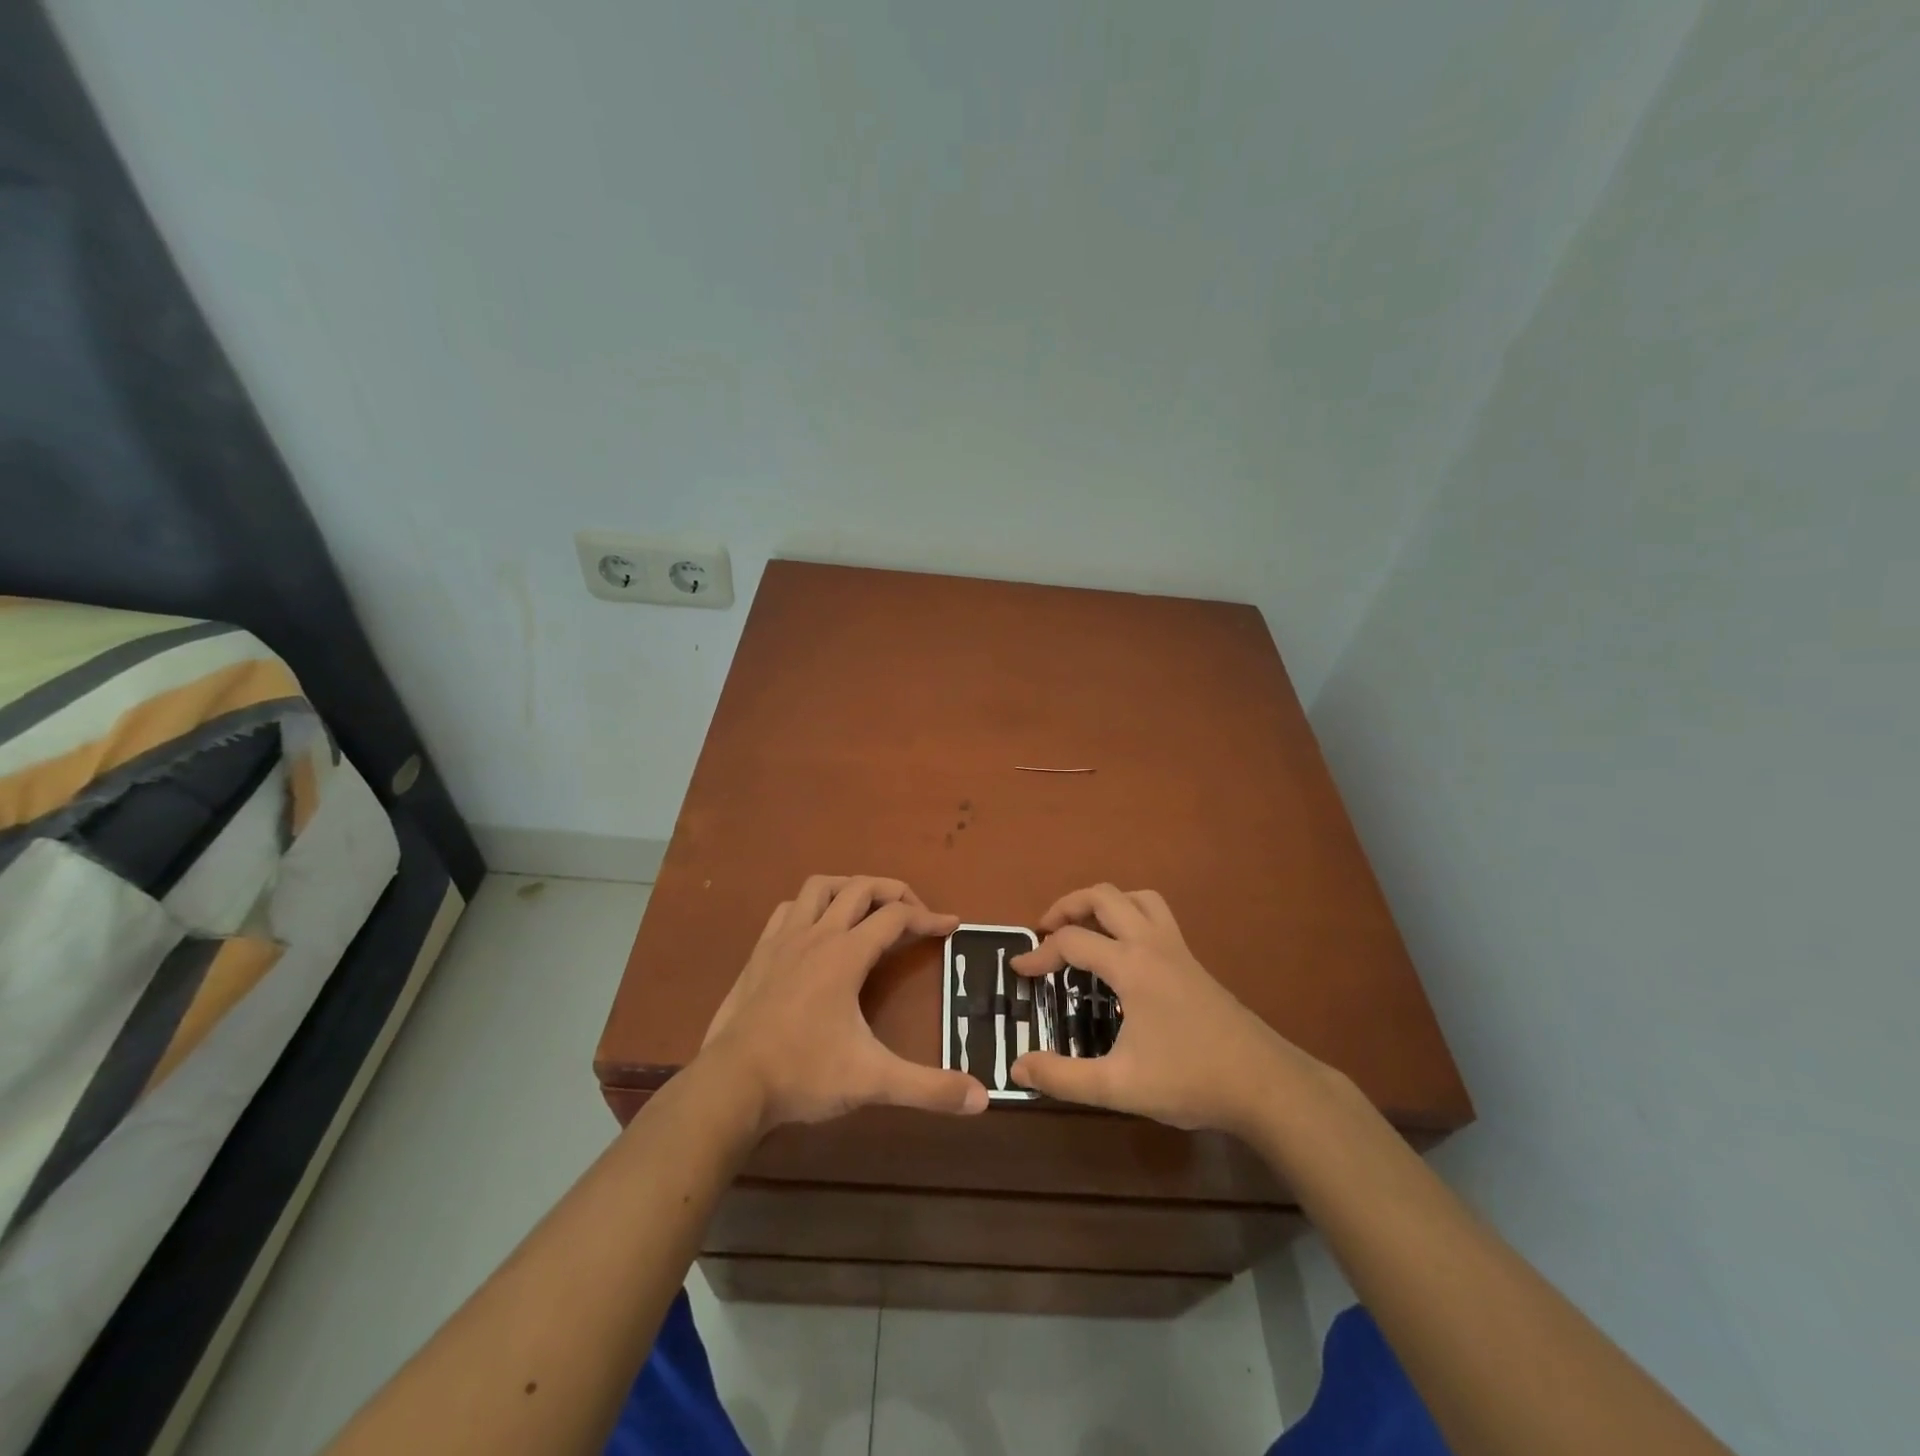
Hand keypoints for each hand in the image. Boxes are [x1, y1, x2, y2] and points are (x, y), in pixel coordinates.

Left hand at [701, 875, 988, 1132]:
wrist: (730, 1085)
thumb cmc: (803, 1074)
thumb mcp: (873, 1081)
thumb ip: (928, 1088)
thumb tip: (982, 1098)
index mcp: (846, 954)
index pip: (897, 917)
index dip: (929, 918)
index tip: (952, 926)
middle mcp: (817, 935)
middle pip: (861, 887)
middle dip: (894, 891)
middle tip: (915, 914)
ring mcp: (783, 940)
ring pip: (820, 887)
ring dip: (849, 888)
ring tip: (868, 910)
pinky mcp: (759, 953)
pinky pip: (789, 909)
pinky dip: (811, 906)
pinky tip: (816, 930)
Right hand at [1009, 884, 1321, 1136]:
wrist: (1264, 1083)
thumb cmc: (1190, 1080)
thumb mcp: (1119, 1087)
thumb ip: (1064, 1077)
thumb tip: (1018, 1067)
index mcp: (1131, 966)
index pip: (1072, 942)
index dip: (1039, 954)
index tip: (1018, 971)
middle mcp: (1152, 943)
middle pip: (1103, 896)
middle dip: (1067, 906)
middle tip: (1045, 931)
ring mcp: (1177, 948)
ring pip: (1136, 897)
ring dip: (1103, 903)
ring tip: (1084, 928)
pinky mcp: (1192, 960)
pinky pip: (1156, 913)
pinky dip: (1130, 913)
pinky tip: (1124, 950)